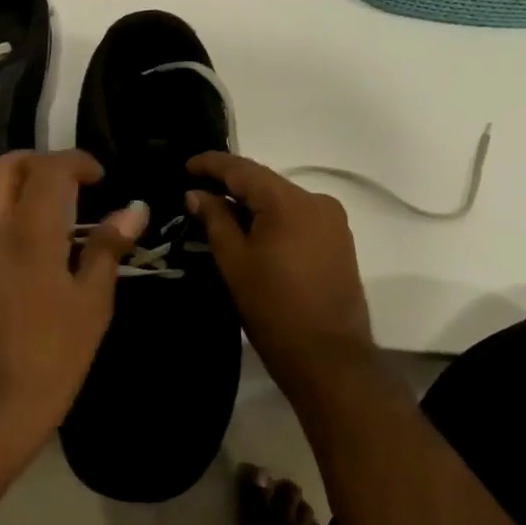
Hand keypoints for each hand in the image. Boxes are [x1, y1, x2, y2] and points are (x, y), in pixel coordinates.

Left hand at [0, 150, 144, 449]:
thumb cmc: (53, 357)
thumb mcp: (92, 304)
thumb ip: (108, 248)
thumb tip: (134, 209)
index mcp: (30, 235)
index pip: (48, 170)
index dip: (76, 161)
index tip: (99, 176)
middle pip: (3, 169)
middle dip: (36, 161)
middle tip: (68, 180)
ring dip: (24, 196)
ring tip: (62, 225)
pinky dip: (15, 230)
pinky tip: (39, 267)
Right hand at [187, 153, 377, 398]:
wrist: (330, 360)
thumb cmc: (273, 309)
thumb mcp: (234, 261)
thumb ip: (215, 219)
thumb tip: (197, 193)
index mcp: (288, 201)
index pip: (242, 169)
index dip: (211, 164)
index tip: (186, 165)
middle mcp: (316, 200)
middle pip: (264, 181)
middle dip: (230, 183)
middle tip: (198, 191)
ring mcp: (332, 220)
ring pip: (281, 199)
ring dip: (252, 202)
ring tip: (221, 211)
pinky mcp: (339, 240)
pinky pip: (298, 215)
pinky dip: (273, 217)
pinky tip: (253, 229)